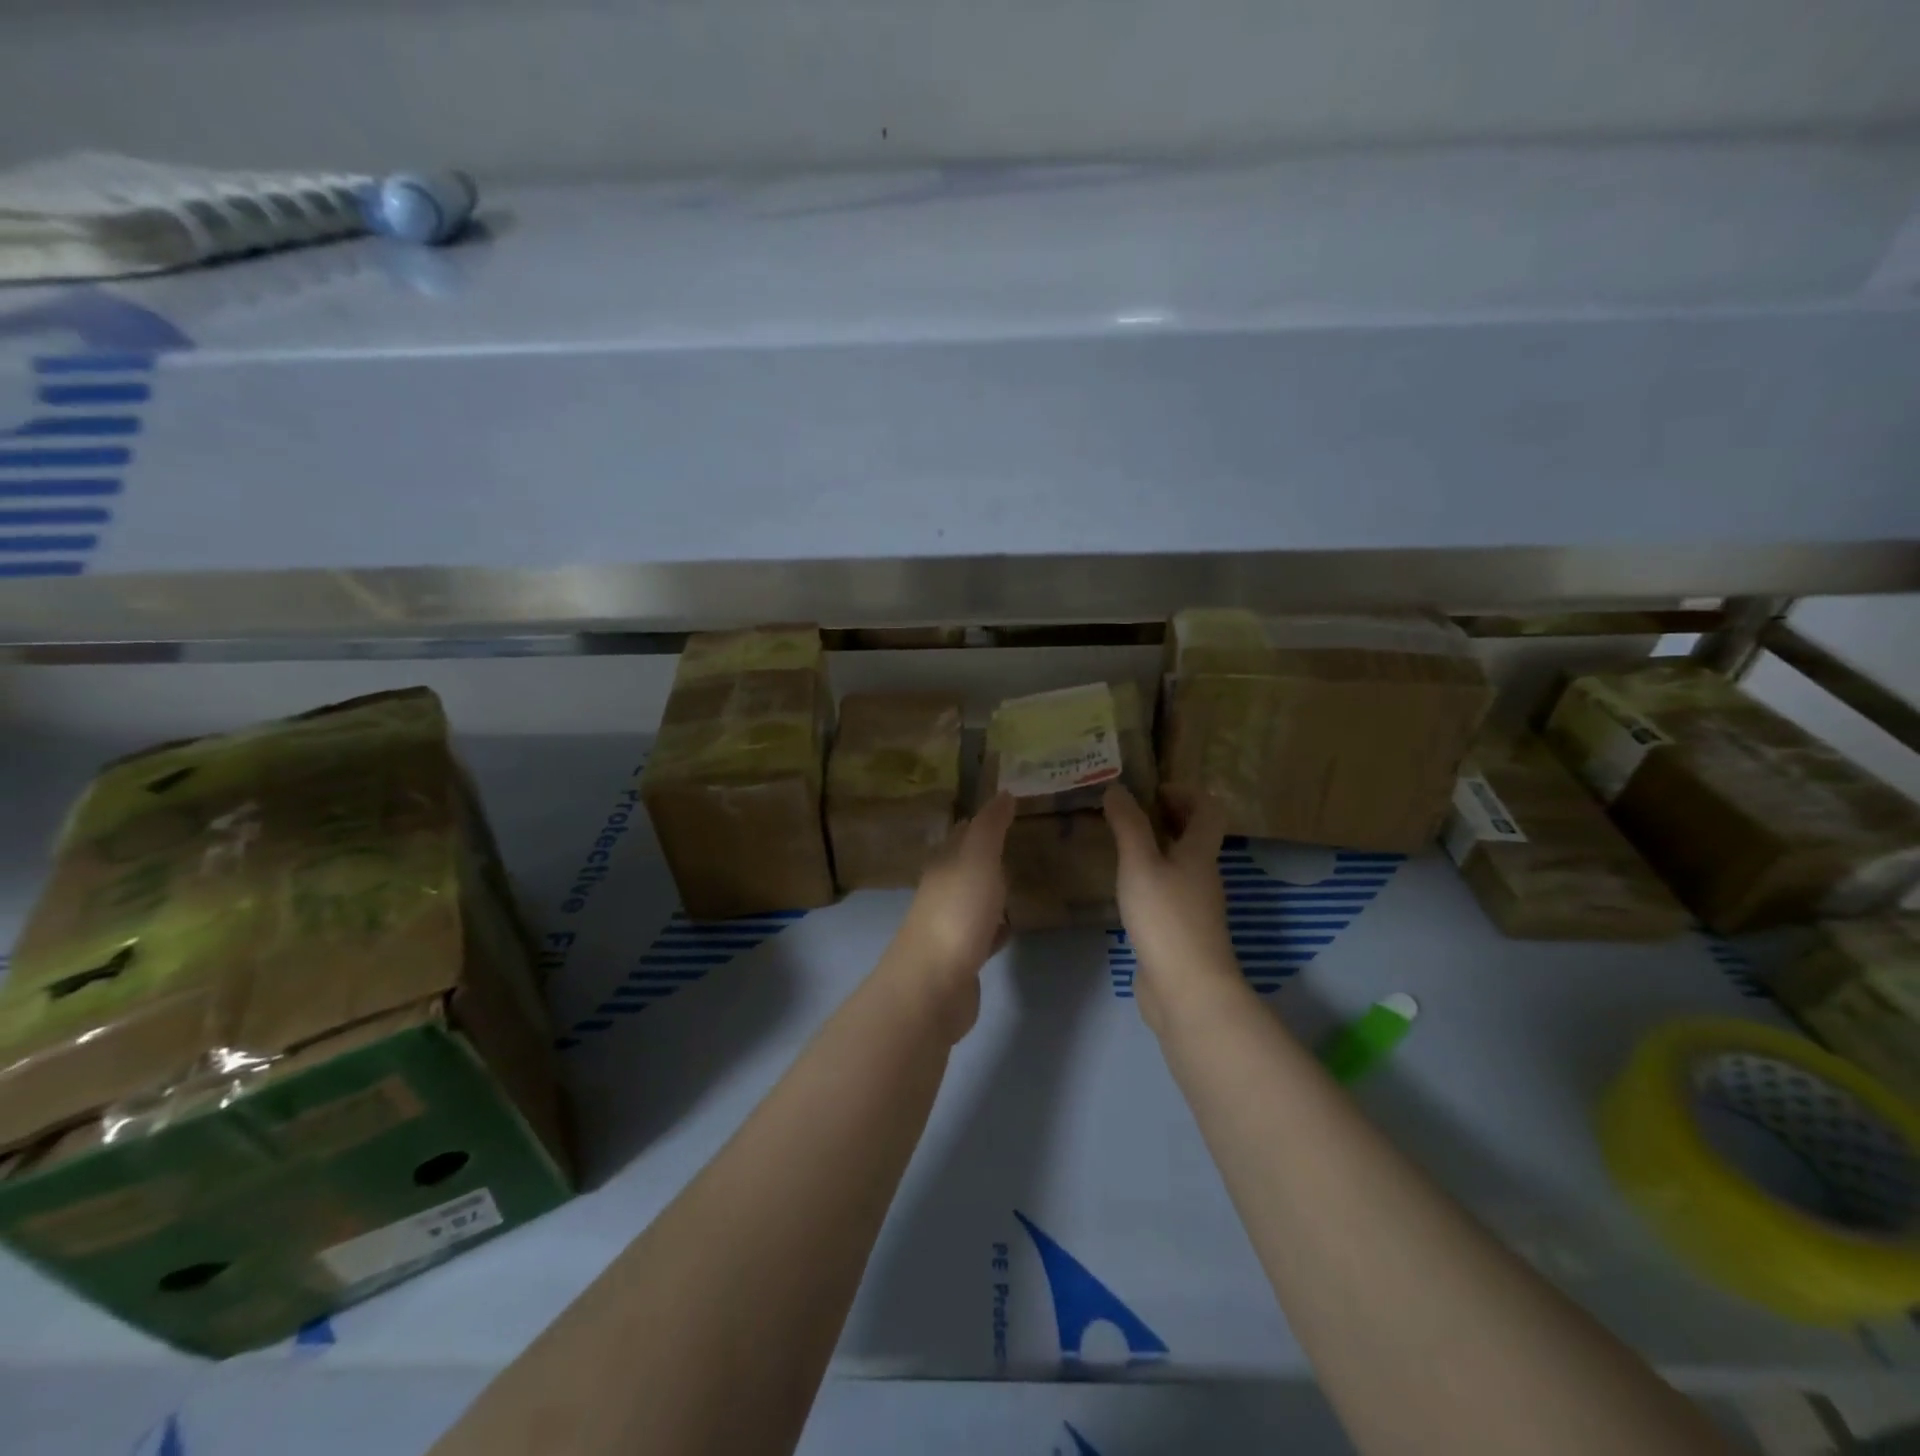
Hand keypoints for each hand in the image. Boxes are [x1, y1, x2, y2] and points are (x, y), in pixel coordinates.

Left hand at [883, 792, 1014, 1039]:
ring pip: (975, 899)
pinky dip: (997, 927)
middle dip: (989, 854)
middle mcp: (942, 891)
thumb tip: (1003, 792)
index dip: (982, 820)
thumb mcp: (977, 860)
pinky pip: (984, 934)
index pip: (962, 834)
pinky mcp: (962, 958)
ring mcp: (950, 926)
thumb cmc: (957, 913)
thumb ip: (990, 827)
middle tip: (1021, 842)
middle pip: (967, 866)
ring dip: (992, 890)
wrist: (933, 986)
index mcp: (944, 865)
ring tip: (1021, 880)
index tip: (1009, 808)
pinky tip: (1012, 926)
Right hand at [1103, 785, 1245, 1034]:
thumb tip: (1117, 787)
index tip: (1150, 792)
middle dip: (1167, 817)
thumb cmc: (1166, 919)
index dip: (1185, 792)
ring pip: (1180, 864)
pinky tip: (1125, 887)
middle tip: (1127, 813)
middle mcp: (1203, 876)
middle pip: (1195, 836)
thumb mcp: (1140, 865)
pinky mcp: (1181, 931)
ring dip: (1156, 848)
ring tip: (1119, 845)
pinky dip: (1150, 878)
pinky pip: (1169, 891)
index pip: (1208, 809)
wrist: (1188, 990)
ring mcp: (1195, 906)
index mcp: (1200, 854)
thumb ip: (1128, 826)